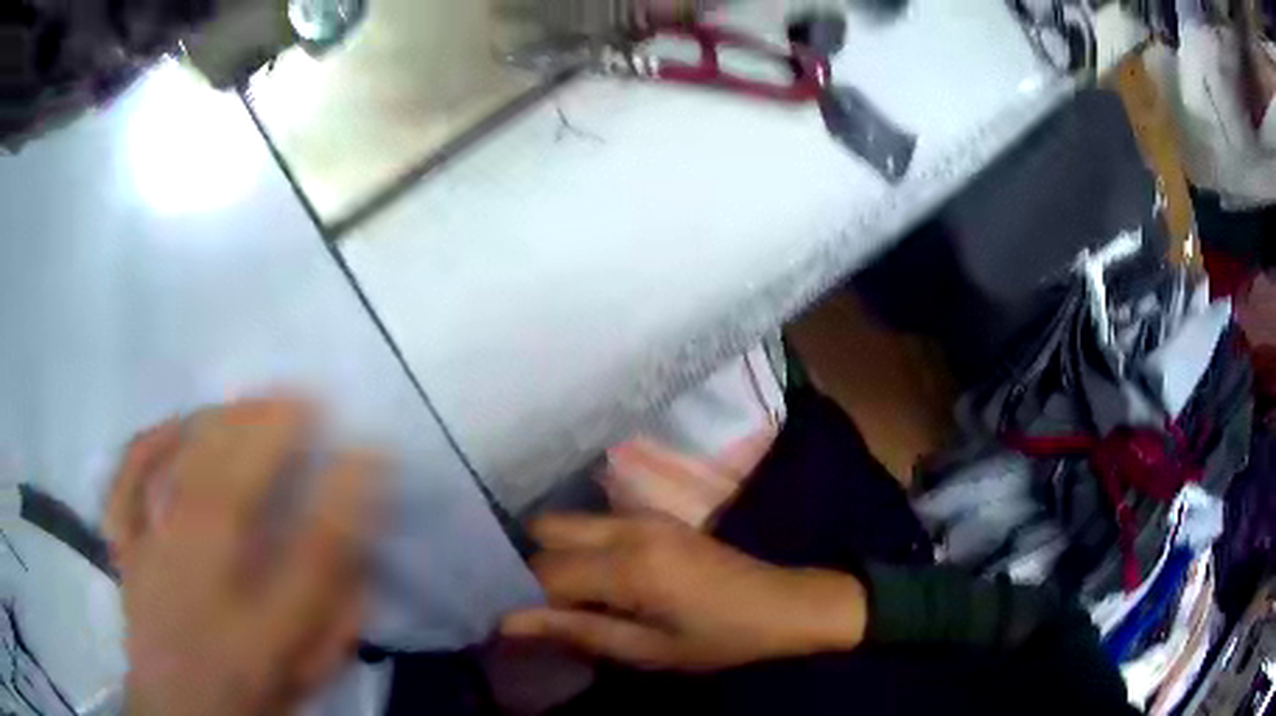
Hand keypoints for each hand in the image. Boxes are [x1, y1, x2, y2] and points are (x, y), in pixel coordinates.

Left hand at [103, 399, 380, 715]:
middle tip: (303, 395)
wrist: (177, 713)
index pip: (311, 560)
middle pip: (229, 497)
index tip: (371, 452)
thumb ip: (336, 624)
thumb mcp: (306, 677)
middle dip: (269, 436)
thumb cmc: (248, 698)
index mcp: (260, 637)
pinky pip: (126, 485)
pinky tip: (176, 424)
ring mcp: (152, 563)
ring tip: (251, 401)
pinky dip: (148, 447)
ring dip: (216, 427)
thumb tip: (361, 558)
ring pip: (177, 476)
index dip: (344, 499)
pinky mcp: (126, 549)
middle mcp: (200, 593)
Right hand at [500, 515, 865, 671]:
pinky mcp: (653, 517)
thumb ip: (577, 631)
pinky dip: (575, 547)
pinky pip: (593, 524)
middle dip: (527, 565)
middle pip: (545, 529)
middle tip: (531, 604)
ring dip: (551, 555)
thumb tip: (510, 623)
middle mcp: (627, 527)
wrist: (781, 605)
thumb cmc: (719, 638)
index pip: (544, 573)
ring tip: (554, 595)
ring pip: (567, 522)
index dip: (519, 597)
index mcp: (629, 565)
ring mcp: (641, 516)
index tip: (507, 619)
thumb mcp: (648, 650)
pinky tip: (585, 579)